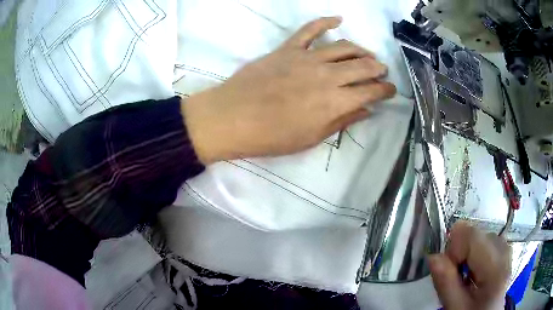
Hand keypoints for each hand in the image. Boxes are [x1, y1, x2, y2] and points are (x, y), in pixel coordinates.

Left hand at [182, 17, 395, 163]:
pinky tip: (338, 19)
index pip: (370, 91)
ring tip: (367, 55)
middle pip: (362, 66)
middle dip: (378, 68)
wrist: (232, 118)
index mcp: (335, 101)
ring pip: (343, 46)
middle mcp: (327, 75)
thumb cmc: (272, 136)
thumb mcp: (311, 138)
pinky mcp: (288, 48)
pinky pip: (310, 29)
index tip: (391, 90)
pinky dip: (325, 21)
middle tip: (382, 71)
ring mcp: (307, 57)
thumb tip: (366, 111)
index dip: (385, 90)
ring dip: (361, 50)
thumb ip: (342, 121)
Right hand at [429, 221, 511, 309]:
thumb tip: (433, 256)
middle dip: (459, 252)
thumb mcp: (456, 307)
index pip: (470, 235)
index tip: (447, 271)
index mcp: (495, 265)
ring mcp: (505, 246)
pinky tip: (473, 272)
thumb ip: (446, 284)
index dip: (453, 249)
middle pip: (474, 234)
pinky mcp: (503, 247)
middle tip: (456, 277)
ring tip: (465, 276)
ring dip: (465, 254)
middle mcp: (504, 248)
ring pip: (477, 237)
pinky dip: (473, 254)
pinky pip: (483, 241)